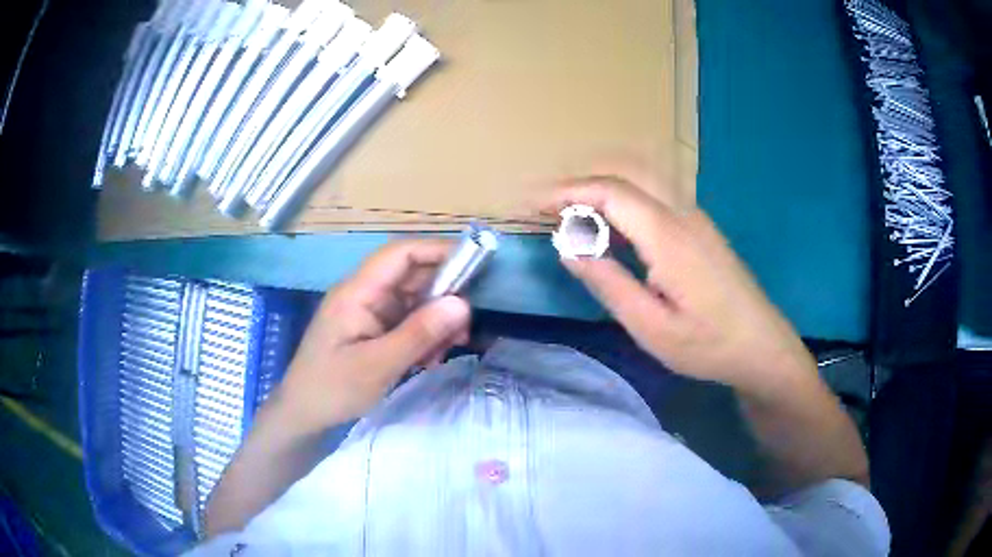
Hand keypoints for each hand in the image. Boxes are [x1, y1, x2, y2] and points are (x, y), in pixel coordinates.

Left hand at [267, 239, 470, 433]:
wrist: (304, 414)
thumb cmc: (333, 388)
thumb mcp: (378, 365)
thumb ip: (419, 333)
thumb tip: (462, 303)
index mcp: (358, 292)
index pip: (400, 254)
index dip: (437, 251)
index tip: (475, 265)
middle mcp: (365, 295)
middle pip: (412, 278)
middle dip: (443, 298)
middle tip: (463, 329)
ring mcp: (369, 313)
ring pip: (414, 303)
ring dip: (435, 323)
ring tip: (442, 353)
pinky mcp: (373, 331)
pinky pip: (408, 323)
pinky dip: (424, 337)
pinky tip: (428, 360)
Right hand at [539, 171, 815, 394]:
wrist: (763, 346)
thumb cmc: (708, 345)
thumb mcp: (651, 327)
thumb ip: (608, 283)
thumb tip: (567, 247)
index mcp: (668, 236)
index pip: (609, 191)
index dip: (565, 192)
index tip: (531, 205)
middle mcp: (682, 213)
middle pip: (625, 171)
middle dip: (580, 180)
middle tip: (547, 206)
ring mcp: (695, 216)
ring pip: (642, 177)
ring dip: (602, 184)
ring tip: (571, 212)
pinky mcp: (700, 227)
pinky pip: (655, 193)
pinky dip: (623, 196)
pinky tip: (612, 225)